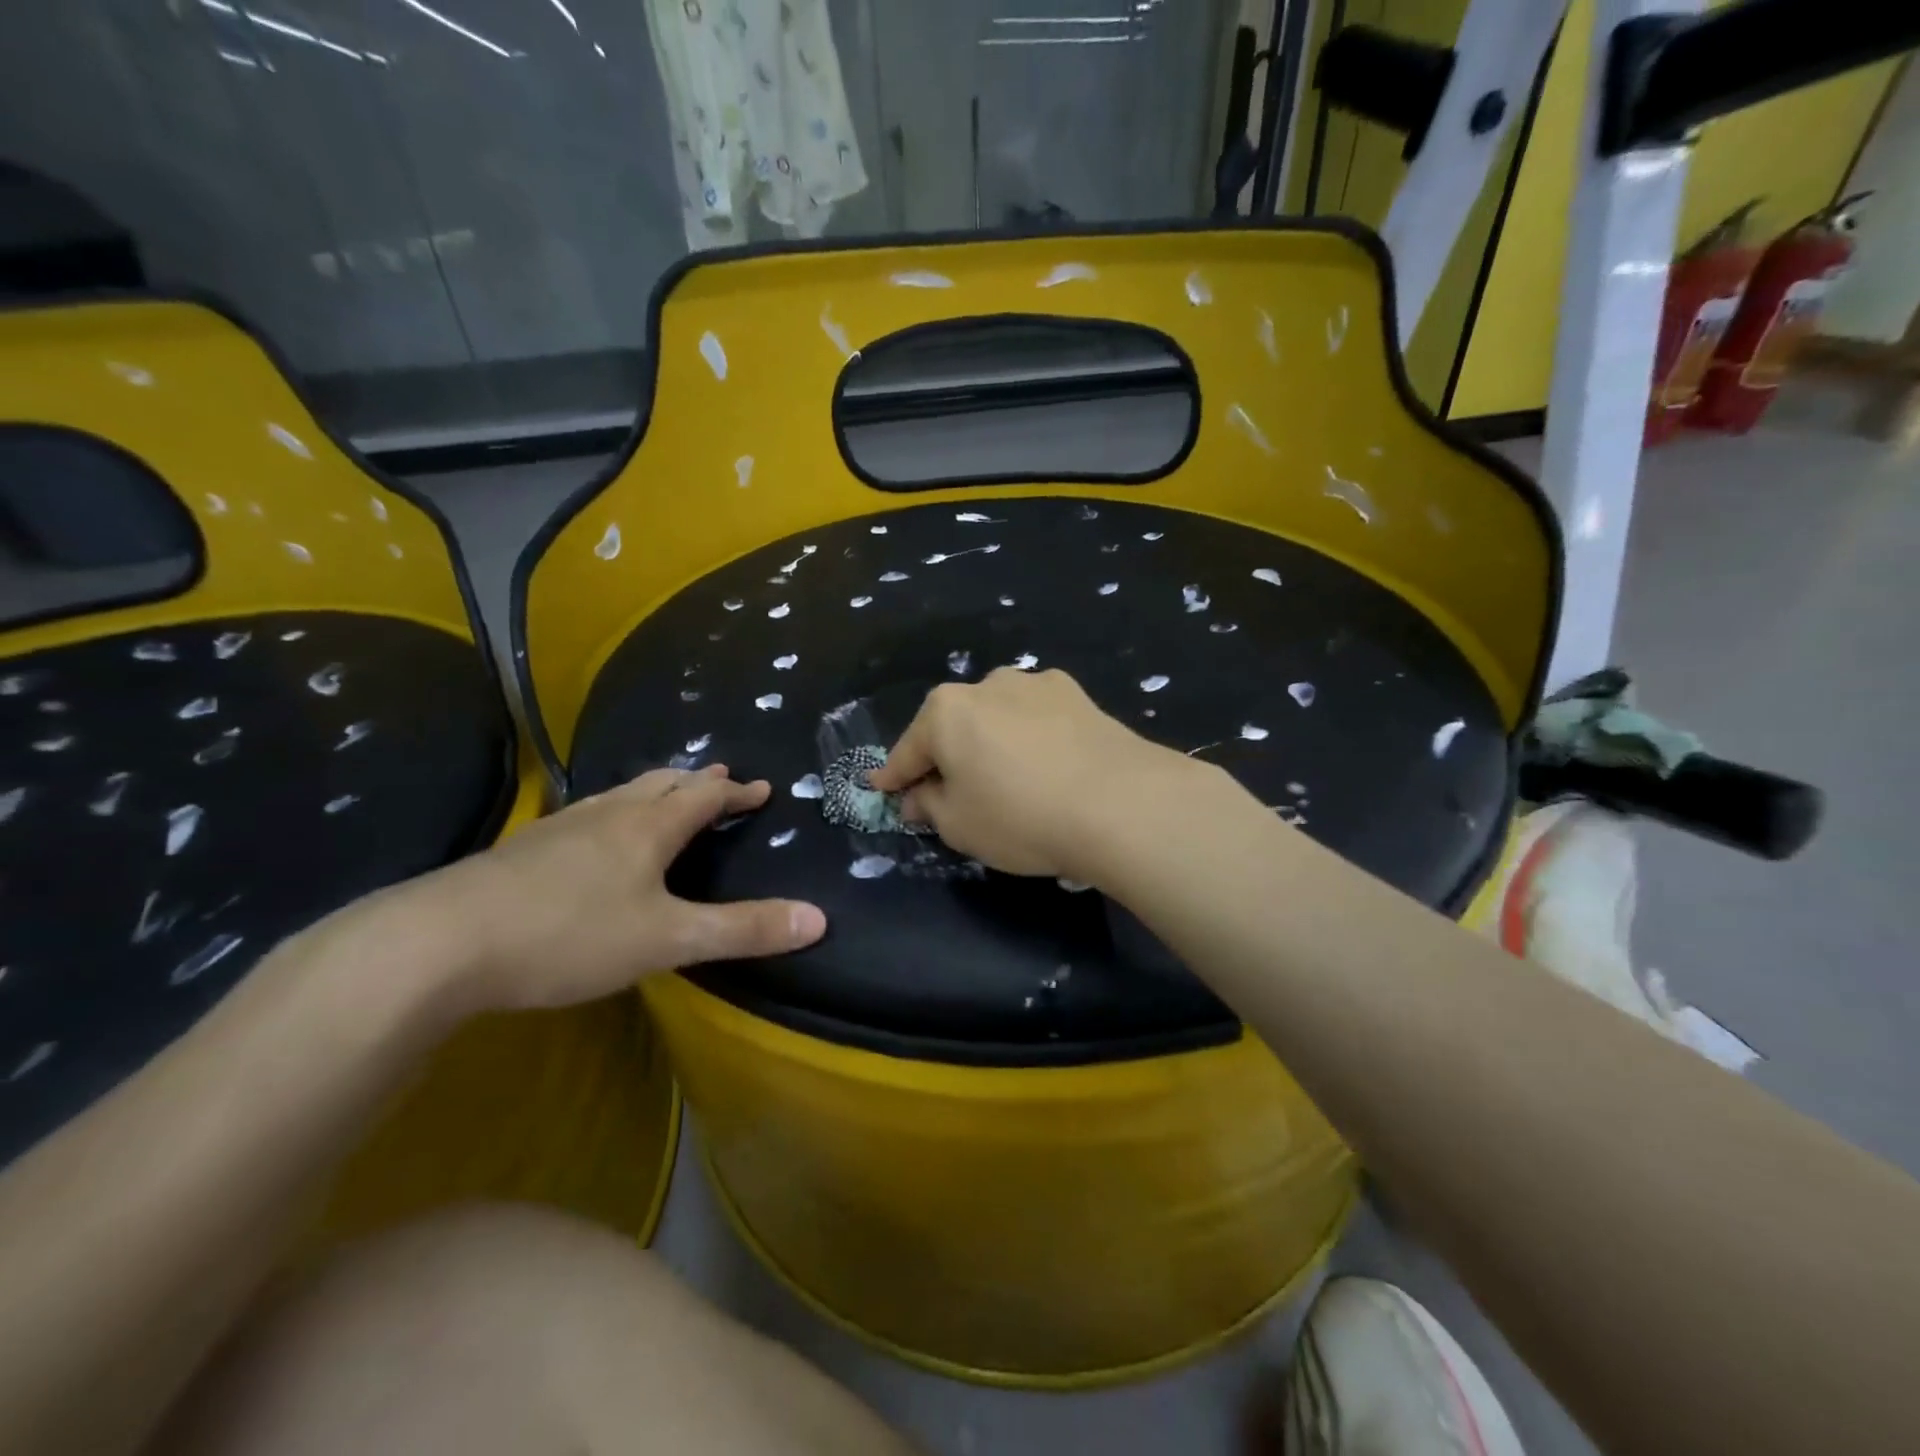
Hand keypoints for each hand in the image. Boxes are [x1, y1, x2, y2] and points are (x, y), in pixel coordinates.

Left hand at [337, 765, 825, 1017]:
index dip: (737, 793)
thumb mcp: (669, 940)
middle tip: (718, 780)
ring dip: (652, 791)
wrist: (438, 944)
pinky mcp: (521, 851)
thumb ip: (743, 930)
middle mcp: (607, 816)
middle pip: (660, 784)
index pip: (704, 797)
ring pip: (619, 796)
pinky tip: (592, 837)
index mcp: (648, 827)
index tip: (762, 789)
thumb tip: (819, 920)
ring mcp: (559, 829)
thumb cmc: (569, 935)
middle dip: (695, 782)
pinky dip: (611, 814)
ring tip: (664, 796)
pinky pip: (584, 817)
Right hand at [867, 668, 1200, 882]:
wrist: (1120, 803)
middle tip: (948, 793)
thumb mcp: (958, 826)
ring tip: (1006, 778)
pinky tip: (1046, 765)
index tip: (882, 789)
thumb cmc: (1020, 817)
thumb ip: (929, 805)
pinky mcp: (1078, 695)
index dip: (893, 776)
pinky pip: (1036, 719)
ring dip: (991, 742)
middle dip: (945, 757)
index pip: (907, 751)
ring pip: (997, 718)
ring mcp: (1036, 684)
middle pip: (953, 727)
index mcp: (945, 711)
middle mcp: (987, 685)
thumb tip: (919, 795)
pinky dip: (1030, 738)